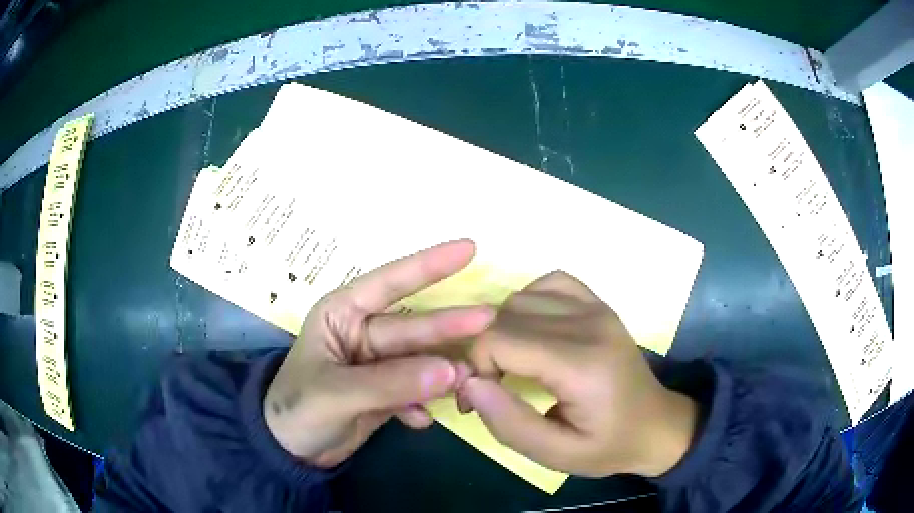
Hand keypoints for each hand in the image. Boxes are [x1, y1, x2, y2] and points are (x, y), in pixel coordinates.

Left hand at [264, 240, 493, 467]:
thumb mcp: (336, 393)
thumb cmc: (296, 409)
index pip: (388, 283)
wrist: (290, 451)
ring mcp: (376, 364)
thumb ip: (392, 382)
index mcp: (341, 314)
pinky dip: (422, 404)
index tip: (469, 249)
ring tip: (470, 383)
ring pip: (420, 361)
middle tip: (490, 321)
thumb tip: (452, 371)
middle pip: (413, 328)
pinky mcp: (386, 391)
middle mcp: (362, 332)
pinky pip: (415, 390)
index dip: (428, 264)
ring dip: (443, 373)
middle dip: (449, 327)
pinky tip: (421, 420)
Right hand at [458, 271, 697, 477]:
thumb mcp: (556, 455)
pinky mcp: (599, 303)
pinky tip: (535, 332)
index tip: (480, 399)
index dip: (476, 366)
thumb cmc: (608, 446)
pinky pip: (550, 283)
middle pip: (505, 315)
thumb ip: (508, 423)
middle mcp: (589, 323)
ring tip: (513, 363)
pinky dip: (530, 302)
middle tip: (492, 386)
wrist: (656, 425)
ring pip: (521, 297)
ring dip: (503, 329)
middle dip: (484, 350)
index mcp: (581, 364)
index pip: (499, 338)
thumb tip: (469, 382)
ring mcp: (597, 307)